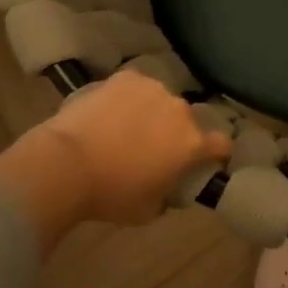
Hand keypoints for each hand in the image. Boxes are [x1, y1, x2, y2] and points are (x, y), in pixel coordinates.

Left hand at [0, 70, 232, 253]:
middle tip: (152, 149)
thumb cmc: (110, 194)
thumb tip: (168, 186)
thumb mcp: (148, 210)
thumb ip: (168, 194)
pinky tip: (110, 111)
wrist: (66, 163)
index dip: (216, 153)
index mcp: (191, 143)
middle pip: (187, 121)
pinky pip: (136, 88)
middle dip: (175, 133)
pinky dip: (129, 98)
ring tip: (126, 128)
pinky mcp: (126, 78)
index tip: (206, 161)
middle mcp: (179, 110)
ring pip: (161, 101)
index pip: (221, 144)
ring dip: (153, 113)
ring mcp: (153, 89)